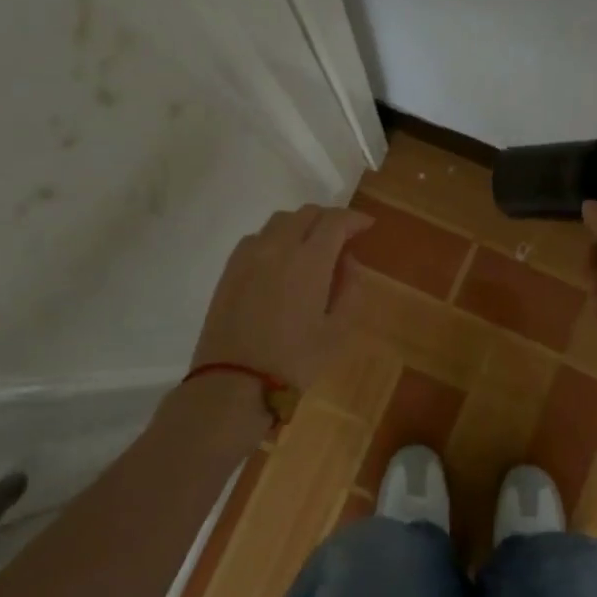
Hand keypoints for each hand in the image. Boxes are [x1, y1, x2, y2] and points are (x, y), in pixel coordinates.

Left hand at [192, 204, 374, 390]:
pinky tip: (280, 261)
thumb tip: (347, 262)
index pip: (335, 220)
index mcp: (310, 260)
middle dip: (329, 219)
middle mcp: (278, 247)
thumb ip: (350, 289)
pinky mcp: (230, 268)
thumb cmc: (295, 360)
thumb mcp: (338, 331)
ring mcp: (249, 255)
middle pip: (307, 213)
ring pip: (280, 221)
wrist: (234, 382)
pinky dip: (276, 238)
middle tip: (342, 237)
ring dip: (301, 225)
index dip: (354, 218)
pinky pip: (257, 237)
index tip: (367, 226)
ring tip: (311, 247)